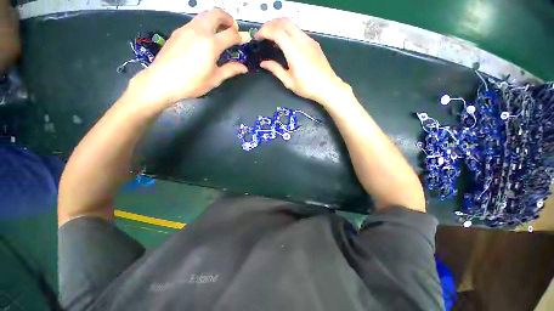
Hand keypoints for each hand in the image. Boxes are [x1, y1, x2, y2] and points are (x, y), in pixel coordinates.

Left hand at [129, 9, 249, 109]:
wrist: (162, 81)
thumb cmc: (192, 83)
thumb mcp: (215, 79)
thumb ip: (230, 70)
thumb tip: (244, 68)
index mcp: (211, 44)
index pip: (231, 34)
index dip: (241, 36)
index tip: (246, 39)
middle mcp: (199, 31)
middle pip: (216, 13)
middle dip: (228, 19)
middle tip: (233, 31)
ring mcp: (187, 29)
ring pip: (204, 15)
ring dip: (216, 20)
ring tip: (220, 34)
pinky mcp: (178, 31)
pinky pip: (195, 22)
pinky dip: (205, 25)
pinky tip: (205, 39)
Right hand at [255, 18, 347, 104]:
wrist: (328, 87)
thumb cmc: (308, 87)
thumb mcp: (289, 82)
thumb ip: (275, 69)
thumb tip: (263, 63)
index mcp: (295, 52)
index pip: (277, 32)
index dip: (264, 31)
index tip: (257, 38)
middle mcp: (302, 41)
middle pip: (284, 21)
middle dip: (270, 24)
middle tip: (262, 35)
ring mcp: (309, 40)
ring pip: (292, 24)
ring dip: (279, 26)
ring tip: (271, 38)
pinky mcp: (313, 43)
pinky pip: (298, 31)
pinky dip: (288, 32)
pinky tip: (285, 43)